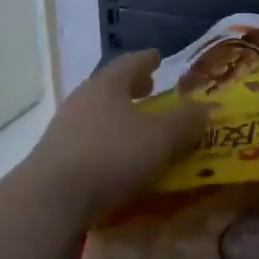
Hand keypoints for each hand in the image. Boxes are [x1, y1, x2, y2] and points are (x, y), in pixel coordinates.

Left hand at [21, 50, 206, 225]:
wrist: (50, 201)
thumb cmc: (111, 156)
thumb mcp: (161, 138)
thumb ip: (186, 122)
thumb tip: (208, 107)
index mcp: (107, 85)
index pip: (130, 63)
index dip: (147, 60)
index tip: (158, 57)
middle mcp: (82, 100)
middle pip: (109, 87)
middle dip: (131, 88)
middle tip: (149, 90)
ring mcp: (63, 130)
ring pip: (96, 114)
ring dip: (117, 117)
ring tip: (135, 128)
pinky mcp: (54, 160)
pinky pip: (87, 141)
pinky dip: (105, 142)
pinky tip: (115, 159)